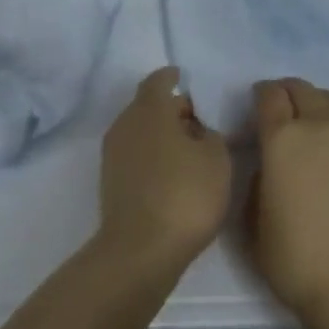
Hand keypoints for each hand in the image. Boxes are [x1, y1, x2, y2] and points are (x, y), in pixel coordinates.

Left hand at [97, 67, 231, 274]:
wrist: (141, 250)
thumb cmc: (185, 194)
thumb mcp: (217, 158)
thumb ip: (210, 133)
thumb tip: (196, 128)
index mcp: (149, 109)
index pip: (159, 80)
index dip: (175, 78)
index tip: (190, 81)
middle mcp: (124, 123)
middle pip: (149, 105)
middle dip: (173, 109)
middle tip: (201, 121)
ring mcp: (113, 154)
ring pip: (141, 131)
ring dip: (162, 135)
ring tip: (191, 150)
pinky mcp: (111, 181)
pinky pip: (136, 154)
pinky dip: (153, 155)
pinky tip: (174, 173)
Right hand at [247, 78, 328, 326]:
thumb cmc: (294, 257)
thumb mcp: (253, 218)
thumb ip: (260, 177)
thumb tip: (272, 163)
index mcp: (283, 138)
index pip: (269, 95)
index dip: (260, 96)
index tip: (257, 107)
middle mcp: (321, 126)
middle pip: (303, 89)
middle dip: (288, 94)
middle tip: (282, 113)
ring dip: (318, 107)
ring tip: (313, 129)